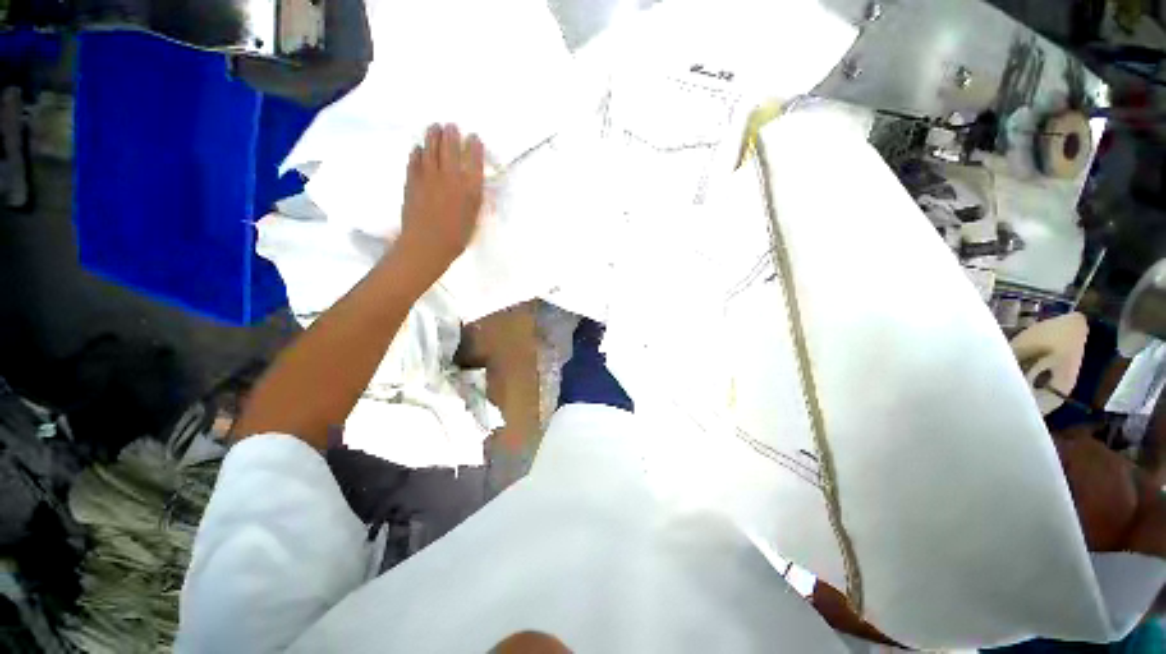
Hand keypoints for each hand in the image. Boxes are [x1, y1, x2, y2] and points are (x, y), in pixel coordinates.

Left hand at [395, 123, 485, 281]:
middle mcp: (450, 177)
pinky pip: (414, 161)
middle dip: (451, 134)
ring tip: (434, 127)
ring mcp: (428, 177)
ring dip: (433, 136)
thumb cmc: (457, 237)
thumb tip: (473, 183)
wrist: (427, 244)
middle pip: (450, 148)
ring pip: (431, 149)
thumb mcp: (473, 218)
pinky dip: (417, 152)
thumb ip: (474, 198)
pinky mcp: (412, 181)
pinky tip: (418, 148)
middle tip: (451, 125)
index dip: (474, 147)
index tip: (474, 137)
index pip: (473, 161)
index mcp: (469, 188)